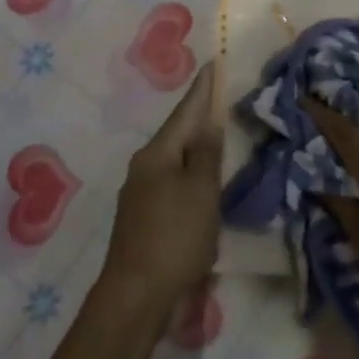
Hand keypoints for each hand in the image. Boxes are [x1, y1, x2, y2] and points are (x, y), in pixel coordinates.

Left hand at [103, 69, 221, 309]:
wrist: (136, 296)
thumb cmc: (175, 236)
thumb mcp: (200, 190)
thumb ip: (207, 153)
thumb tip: (210, 119)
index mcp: (157, 154)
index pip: (185, 112)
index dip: (202, 88)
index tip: (213, 62)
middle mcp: (145, 168)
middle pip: (178, 134)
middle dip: (199, 115)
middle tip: (222, 94)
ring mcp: (142, 194)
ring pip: (176, 159)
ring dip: (197, 145)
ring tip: (219, 131)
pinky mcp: (146, 218)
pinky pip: (174, 182)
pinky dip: (192, 173)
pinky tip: (205, 178)